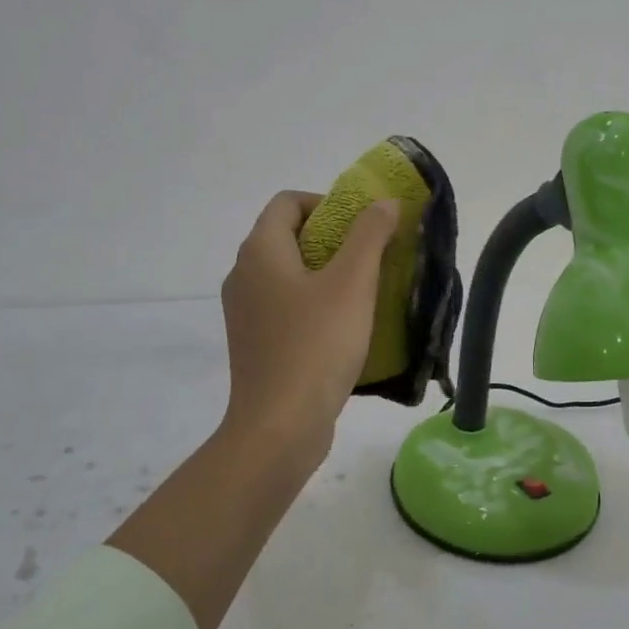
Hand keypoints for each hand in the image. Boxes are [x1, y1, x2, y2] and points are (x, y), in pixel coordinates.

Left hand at [219, 191, 399, 460]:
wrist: (280, 427)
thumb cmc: (317, 345)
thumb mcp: (352, 283)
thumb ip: (370, 235)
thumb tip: (384, 202)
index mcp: (260, 252)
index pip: (288, 202)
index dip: (327, 202)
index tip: (362, 226)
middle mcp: (243, 276)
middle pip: (288, 236)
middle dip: (333, 239)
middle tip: (373, 257)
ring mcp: (245, 313)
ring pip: (288, 274)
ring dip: (327, 273)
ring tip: (366, 292)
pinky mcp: (255, 343)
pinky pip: (286, 306)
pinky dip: (314, 303)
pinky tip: (345, 327)